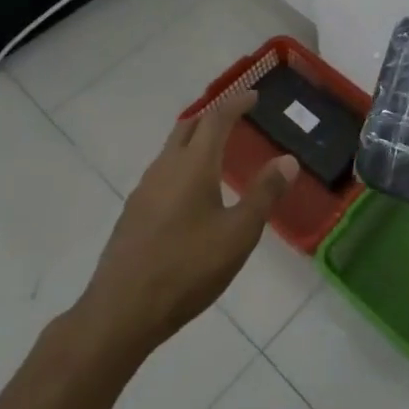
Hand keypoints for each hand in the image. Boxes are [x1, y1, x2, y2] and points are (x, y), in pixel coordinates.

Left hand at [76, 90, 295, 358]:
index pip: (216, 118)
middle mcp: (165, 168)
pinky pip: (161, 173)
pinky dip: (181, 166)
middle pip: (188, 127)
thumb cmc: (187, 269)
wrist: (121, 312)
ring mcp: (144, 191)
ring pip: (171, 150)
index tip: (253, 96)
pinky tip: (190, 193)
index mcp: (193, 165)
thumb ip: (264, 194)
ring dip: (194, 141)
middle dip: (212, 116)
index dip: (236, 103)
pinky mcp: (133, 214)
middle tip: (235, 116)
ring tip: (216, 152)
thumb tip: (288, 160)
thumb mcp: (238, 234)